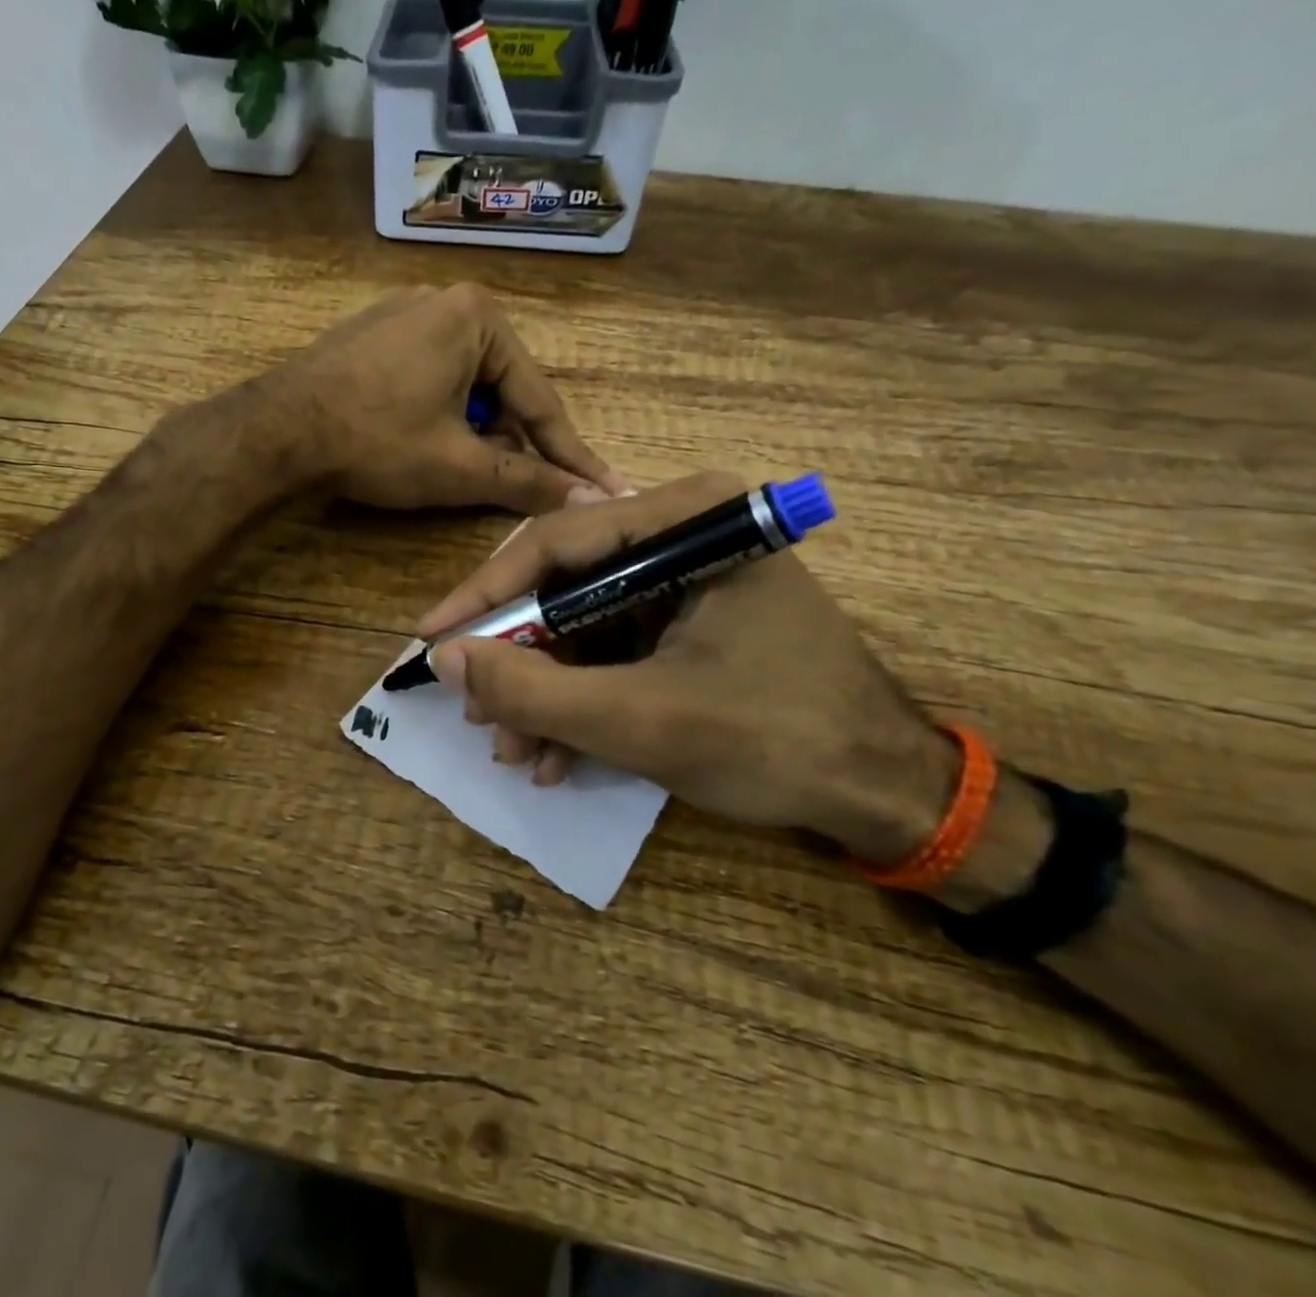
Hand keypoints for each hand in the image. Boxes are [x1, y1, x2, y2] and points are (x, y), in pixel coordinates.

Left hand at [274, 284, 629, 514]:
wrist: (277, 431)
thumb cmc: (377, 441)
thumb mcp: (460, 466)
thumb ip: (527, 481)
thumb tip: (588, 498)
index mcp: (478, 318)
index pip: (539, 400)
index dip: (569, 454)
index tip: (603, 486)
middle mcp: (445, 302)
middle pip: (501, 389)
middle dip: (511, 442)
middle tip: (521, 489)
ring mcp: (403, 314)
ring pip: (463, 386)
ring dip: (473, 432)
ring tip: (467, 472)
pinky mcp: (372, 335)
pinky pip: (427, 377)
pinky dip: (439, 415)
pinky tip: (426, 445)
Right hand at [418, 472, 958, 863]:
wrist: (885, 795)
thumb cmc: (775, 741)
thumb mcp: (639, 720)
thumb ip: (534, 691)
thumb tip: (446, 659)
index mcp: (690, 520)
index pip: (555, 543)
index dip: (484, 596)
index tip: (430, 640)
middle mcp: (686, 532)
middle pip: (564, 585)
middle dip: (519, 661)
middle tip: (479, 717)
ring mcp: (687, 577)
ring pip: (581, 624)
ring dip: (544, 691)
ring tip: (517, 752)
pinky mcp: (688, 618)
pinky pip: (611, 647)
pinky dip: (580, 698)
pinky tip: (558, 754)